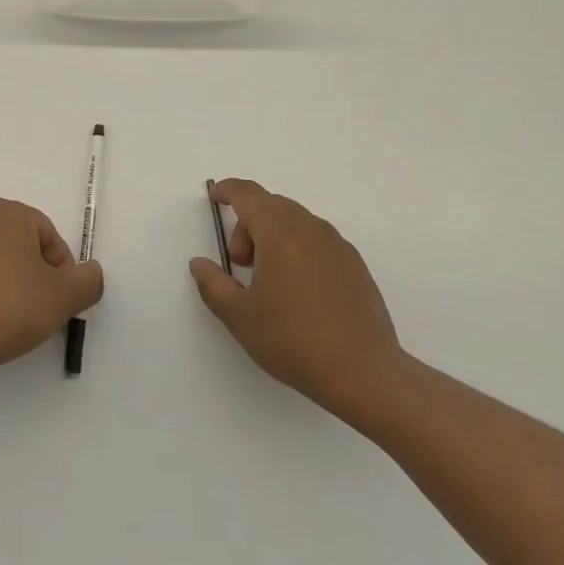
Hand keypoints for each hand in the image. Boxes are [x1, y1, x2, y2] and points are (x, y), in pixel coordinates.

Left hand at [0, 198, 103, 384]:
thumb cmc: (10, 309)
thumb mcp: (64, 298)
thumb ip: (89, 281)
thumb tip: (91, 272)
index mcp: (9, 213)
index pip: (51, 238)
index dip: (62, 272)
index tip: (60, 302)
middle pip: (23, 247)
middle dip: (37, 276)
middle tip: (41, 310)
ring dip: (11, 285)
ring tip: (14, 320)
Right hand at [189, 179, 406, 413]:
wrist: (364, 373)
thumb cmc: (293, 339)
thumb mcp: (239, 316)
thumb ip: (213, 284)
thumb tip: (199, 263)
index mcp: (280, 232)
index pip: (249, 194)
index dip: (227, 190)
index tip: (214, 196)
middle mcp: (311, 229)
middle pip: (272, 206)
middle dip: (248, 225)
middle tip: (239, 263)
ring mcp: (338, 246)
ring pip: (296, 223)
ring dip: (273, 237)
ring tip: (268, 280)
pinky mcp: (356, 266)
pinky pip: (318, 242)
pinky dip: (298, 249)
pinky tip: (298, 291)